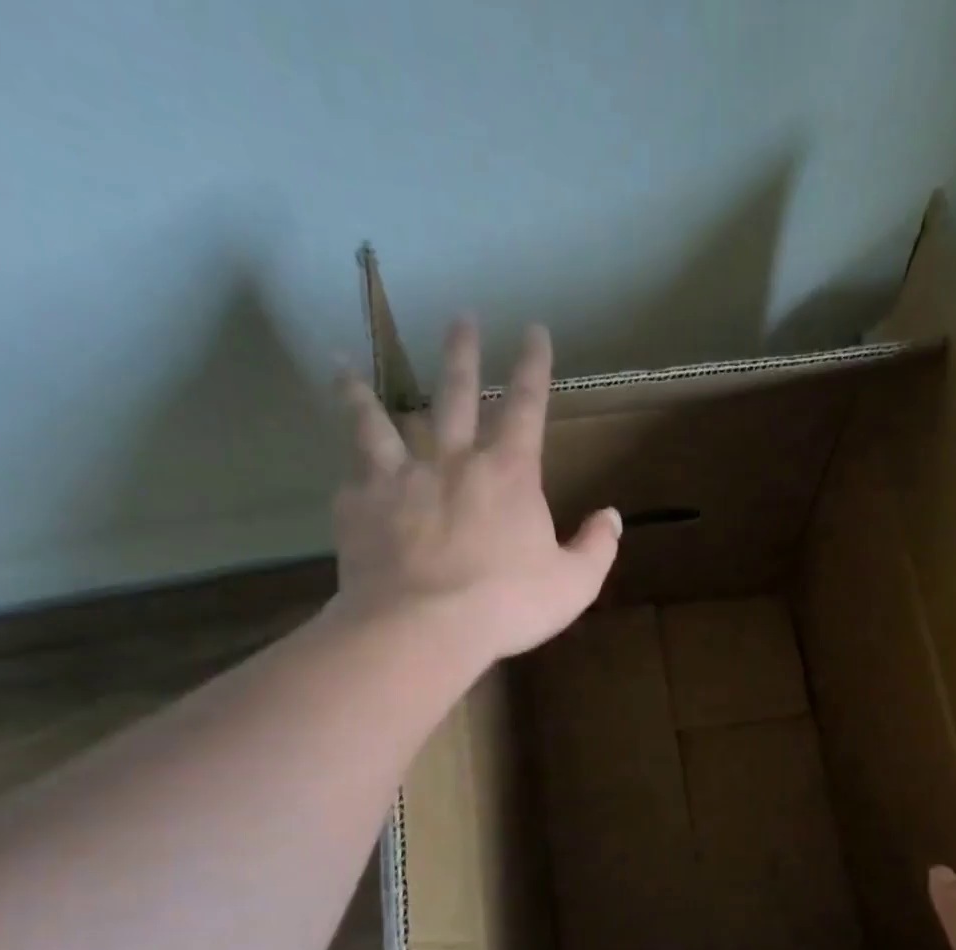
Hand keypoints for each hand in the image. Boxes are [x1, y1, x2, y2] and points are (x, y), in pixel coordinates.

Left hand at [332, 318, 620, 661]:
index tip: (534, 329)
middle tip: (460, 318)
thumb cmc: (507, 605)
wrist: (424, 627)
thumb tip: (612, 516)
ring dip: (364, 391)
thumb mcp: (574, 584)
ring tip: (345, 365)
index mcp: (508, 474)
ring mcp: (400, 478)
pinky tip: (343, 466)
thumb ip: (596, 547)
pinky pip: (352, 474)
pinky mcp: (360, 505)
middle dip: (462, 353)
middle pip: (456, 393)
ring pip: (378, 421)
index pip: (527, 406)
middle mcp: (452, 461)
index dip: (534, 366)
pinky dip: (348, 465)